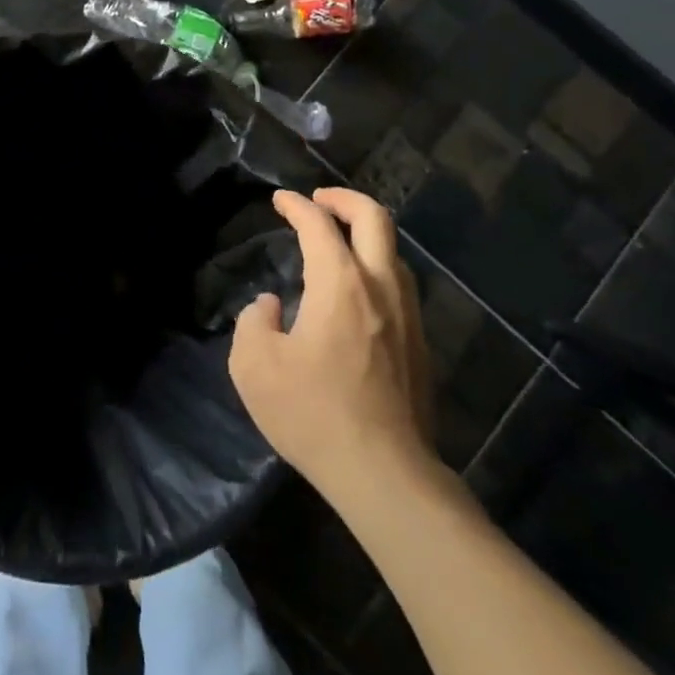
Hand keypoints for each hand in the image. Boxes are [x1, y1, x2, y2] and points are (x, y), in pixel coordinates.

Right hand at [229, 187, 436, 501]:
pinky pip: (399, 286)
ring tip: (338, 244)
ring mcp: (408, 316)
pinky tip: (356, 294)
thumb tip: (270, 307)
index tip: (280, 200)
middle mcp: (380, 287)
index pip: (319, 224)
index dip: (296, 205)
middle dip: (345, 199)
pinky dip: (376, 269)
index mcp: (339, 283)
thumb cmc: (313, 414)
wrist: (386, 475)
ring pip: (393, 253)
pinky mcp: (420, 346)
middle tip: (319, 200)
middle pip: (375, 218)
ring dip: (365, 236)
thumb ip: (253, 322)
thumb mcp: (254, 366)